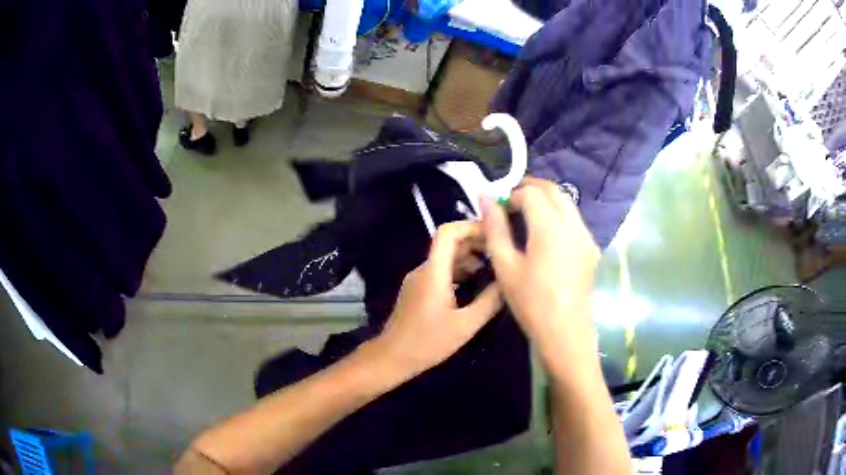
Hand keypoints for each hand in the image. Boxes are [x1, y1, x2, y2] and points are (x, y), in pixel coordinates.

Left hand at [371, 221, 503, 377]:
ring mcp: (418, 279)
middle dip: (475, 243)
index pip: (447, 232)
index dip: (470, 226)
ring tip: (494, 269)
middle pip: (449, 243)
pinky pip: (441, 271)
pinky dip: (460, 271)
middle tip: (501, 252)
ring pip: (446, 258)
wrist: (392, 357)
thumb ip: (489, 301)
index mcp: (433, 272)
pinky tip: (476, 284)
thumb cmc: (427, 342)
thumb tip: (508, 282)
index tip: (494, 234)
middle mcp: (424, 270)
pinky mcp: (417, 290)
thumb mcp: (465, 325)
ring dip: (469, 258)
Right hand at [481, 178, 599, 372]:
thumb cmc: (531, 302)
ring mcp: (585, 235)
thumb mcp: (506, 265)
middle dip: (530, 189)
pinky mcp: (590, 248)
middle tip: (510, 203)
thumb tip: (486, 198)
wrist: (565, 331)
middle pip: (553, 190)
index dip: (511, 195)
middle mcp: (573, 224)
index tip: (498, 210)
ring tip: (525, 217)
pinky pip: (574, 219)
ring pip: (566, 202)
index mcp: (550, 226)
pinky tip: (545, 235)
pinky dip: (558, 214)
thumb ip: (495, 228)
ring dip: (545, 200)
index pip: (531, 193)